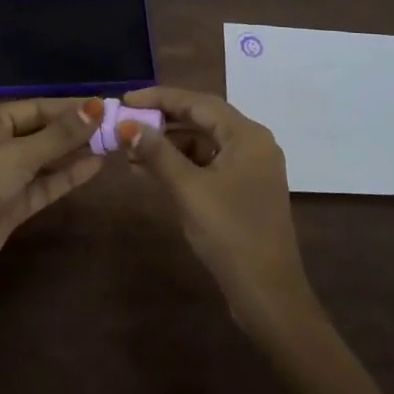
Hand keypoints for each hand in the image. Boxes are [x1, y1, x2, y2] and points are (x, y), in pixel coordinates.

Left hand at [0, 98, 105, 292]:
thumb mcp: (18, 153)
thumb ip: (60, 134)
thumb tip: (97, 106)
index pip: (36, 107)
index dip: (69, 107)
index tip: (105, 105)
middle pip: (42, 132)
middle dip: (75, 129)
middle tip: (115, 125)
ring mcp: (5, 178)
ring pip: (46, 160)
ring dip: (75, 152)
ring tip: (112, 143)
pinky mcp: (13, 207)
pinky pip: (45, 185)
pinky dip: (67, 176)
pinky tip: (94, 166)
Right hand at [120, 87, 321, 337]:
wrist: (268, 295)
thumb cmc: (230, 234)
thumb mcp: (189, 190)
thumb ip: (158, 153)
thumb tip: (127, 125)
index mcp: (247, 135)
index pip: (197, 102)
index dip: (159, 98)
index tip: (126, 99)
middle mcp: (252, 144)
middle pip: (201, 120)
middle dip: (161, 123)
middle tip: (125, 125)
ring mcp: (250, 169)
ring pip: (202, 144)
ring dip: (168, 147)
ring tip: (130, 153)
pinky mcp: (243, 191)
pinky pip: (207, 165)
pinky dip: (180, 166)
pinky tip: (150, 173)